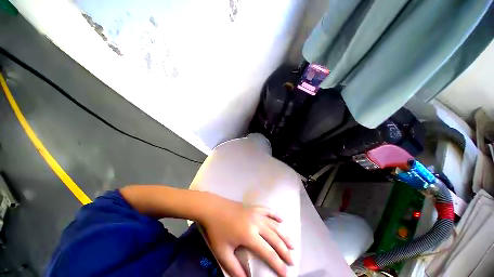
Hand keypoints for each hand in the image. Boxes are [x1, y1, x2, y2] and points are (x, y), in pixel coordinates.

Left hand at [198, 194, 293, 276]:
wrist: (214, 208)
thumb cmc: (217, 230)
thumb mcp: (222, 252)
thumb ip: (234, 268)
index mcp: (249, 235)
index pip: (268, 253)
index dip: (278, 264)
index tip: (286, 274)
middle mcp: (257, 223)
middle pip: (275, 238)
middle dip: (285, 251)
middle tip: (293, 260)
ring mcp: (256, 213)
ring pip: (274, 224)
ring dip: (284, 234)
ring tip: (293, 243)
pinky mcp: (254, 207)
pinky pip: (268, 210)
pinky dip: (276, 215)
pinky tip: (282, 219)